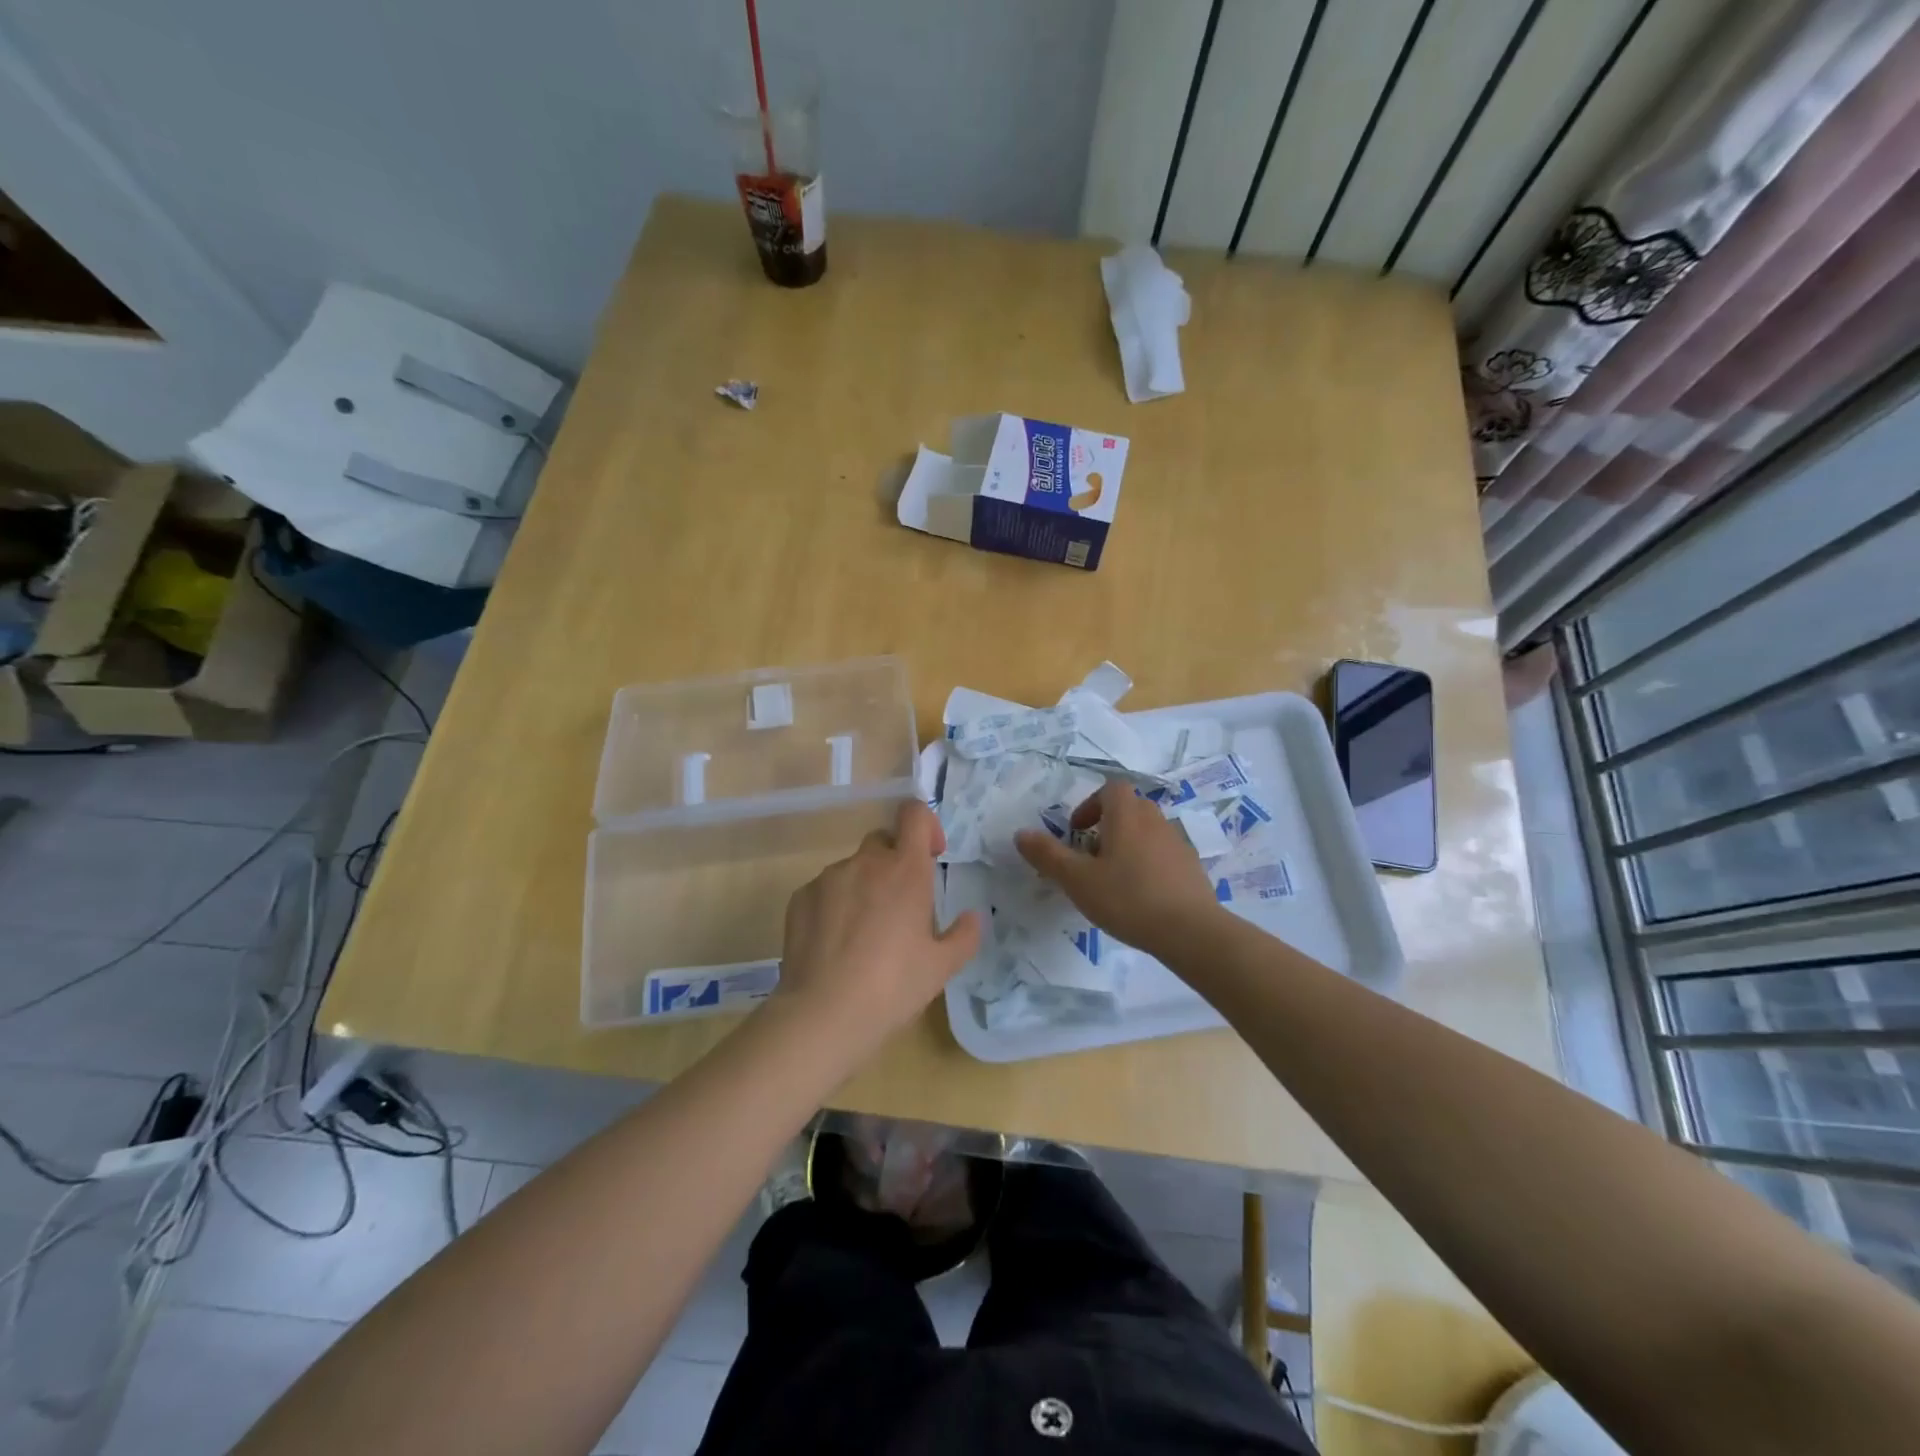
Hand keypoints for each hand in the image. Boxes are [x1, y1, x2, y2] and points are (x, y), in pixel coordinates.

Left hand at [773, 800, 981, 1055]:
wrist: (824, 1014)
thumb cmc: (893, 986)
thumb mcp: (942, 967)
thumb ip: (964, 935)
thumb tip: (973, 917)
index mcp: (906, 870)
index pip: (915, 815)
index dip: (926, 825)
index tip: (931, 855)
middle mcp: (866, 863)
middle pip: (883, 841)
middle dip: (894, 862)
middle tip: (900, 905)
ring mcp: (829, 878)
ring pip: (853, 868)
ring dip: (864, 886)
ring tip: (864, 934)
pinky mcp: (800, 897)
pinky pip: (824, 890)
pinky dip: (835, 905)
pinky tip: (835, 944)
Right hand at [1015, 779, 1220, 957]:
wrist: (1192, 931)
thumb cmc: (1128, 898)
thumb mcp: (1077, 879)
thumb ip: (1048, 855)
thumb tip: (1021, 833)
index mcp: (1127, 815)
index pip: (1111, 789)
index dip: (1090, 805)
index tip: (1077, 832)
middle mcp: (1155, 820)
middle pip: (1129, 808)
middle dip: (1106, 826)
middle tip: (1090, 857)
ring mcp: (1178, 843)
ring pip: (1147, 832)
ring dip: (1127, 845)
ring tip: (1113, 880)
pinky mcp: (1192, 867)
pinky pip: (1163, 854)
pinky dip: (1148, 864)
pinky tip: (1140, 897)